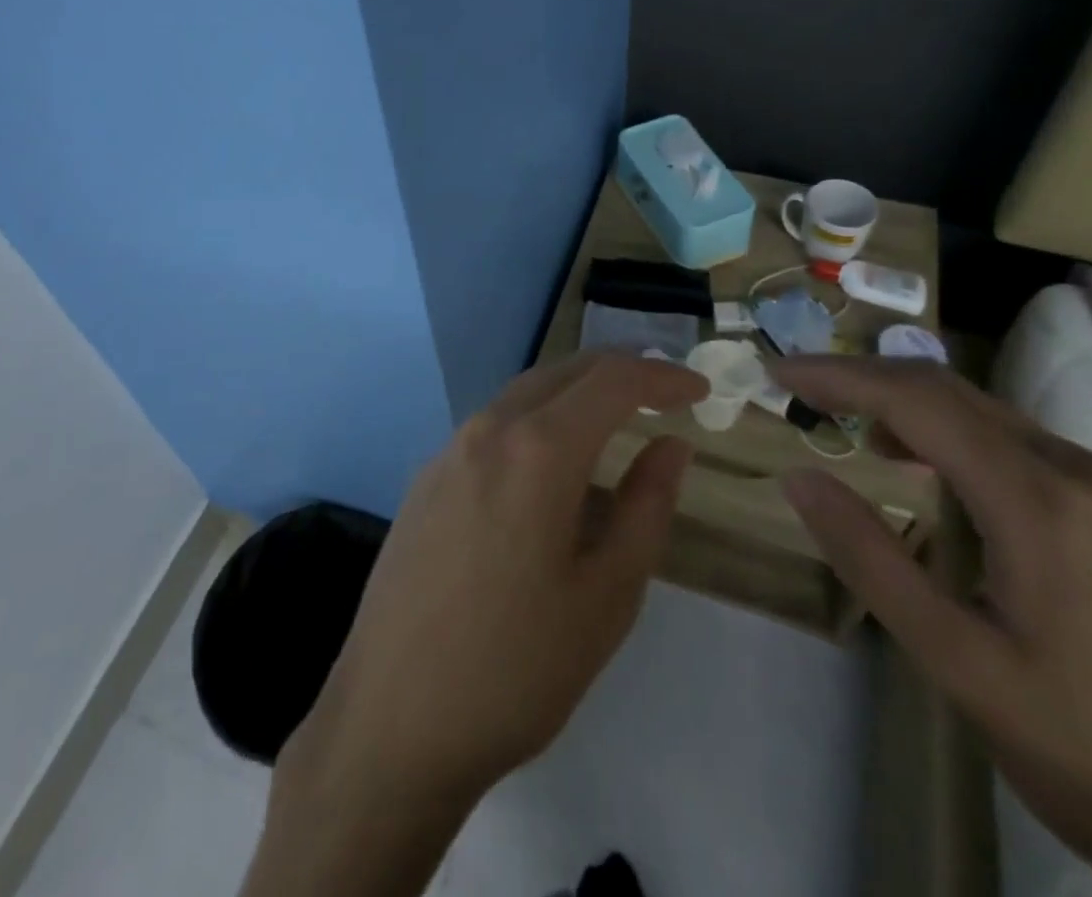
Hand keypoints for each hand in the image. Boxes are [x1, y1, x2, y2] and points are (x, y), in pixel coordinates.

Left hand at [241, 353, 706, 896]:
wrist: (392, 720)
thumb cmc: (516, 667)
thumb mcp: (607, 595)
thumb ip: (646, 507)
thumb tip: (671, 446)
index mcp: (538, 449)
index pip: (611, 380)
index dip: (661, 377)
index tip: (699, 393)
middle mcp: (488, 429)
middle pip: (564, 372)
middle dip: (619, 371)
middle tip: (663, 395)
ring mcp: (448, 450)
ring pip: (524, 394)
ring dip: (575, 394)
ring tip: (614, 420)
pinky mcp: (426, 478)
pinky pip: (493, 426)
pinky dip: (536, 421)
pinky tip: (549, 465)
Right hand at [775, 356, 1091, 896]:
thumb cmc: (1088, 751)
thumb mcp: (958, 661)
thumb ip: (871, 559)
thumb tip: (799, 476)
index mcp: (1037, 501)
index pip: (915, 402)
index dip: (837, 376)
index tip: (776, 369)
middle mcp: (1073, 471)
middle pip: (947, 390)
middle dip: (862, 376)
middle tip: (796, 383)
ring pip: (978, 409)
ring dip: (899, 400)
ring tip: (837, 412)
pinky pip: (1006, 438)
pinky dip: (940, 428)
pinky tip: (913, 458)